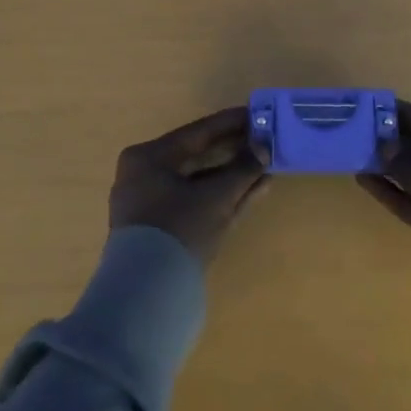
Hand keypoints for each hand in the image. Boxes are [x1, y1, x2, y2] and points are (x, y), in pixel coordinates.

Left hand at [109, 106, 270, 264]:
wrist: (147, 296)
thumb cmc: (178, 230)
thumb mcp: (216, 197)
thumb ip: (242, 169)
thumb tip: (265, 148)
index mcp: (148, 158)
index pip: (196, 133)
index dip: (230, 123)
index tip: (257, 114)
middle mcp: (144, 176)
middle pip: (197, 157)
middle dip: (234, 151)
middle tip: (265, 140)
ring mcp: (150, 205)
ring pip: (198, 182)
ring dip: (232, 176)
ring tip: (266, 166)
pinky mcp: (161, 231)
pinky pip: (195, 202)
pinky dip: (222, 197)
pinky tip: (254, 190)